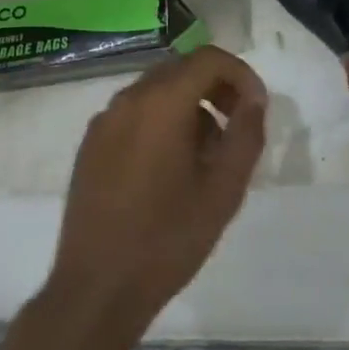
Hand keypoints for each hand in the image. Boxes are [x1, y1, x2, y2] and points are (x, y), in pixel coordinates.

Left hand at [48, 48, 266, 336]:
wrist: (96, 291)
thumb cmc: (167, 239)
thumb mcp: (223, 190)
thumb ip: (246, 135)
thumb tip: (254, 100)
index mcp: (161, 102)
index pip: (208, 58)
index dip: (240, 74)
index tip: (257, 106)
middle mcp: (129, 98)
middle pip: (181, 69)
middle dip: (216, 88)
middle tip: (238, 125)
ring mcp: (105, 120)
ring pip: (157, 90)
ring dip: (189, 105)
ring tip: (207, 153)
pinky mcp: (91, 144)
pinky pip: (134, 113)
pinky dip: (161, 120)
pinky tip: (170, 167)